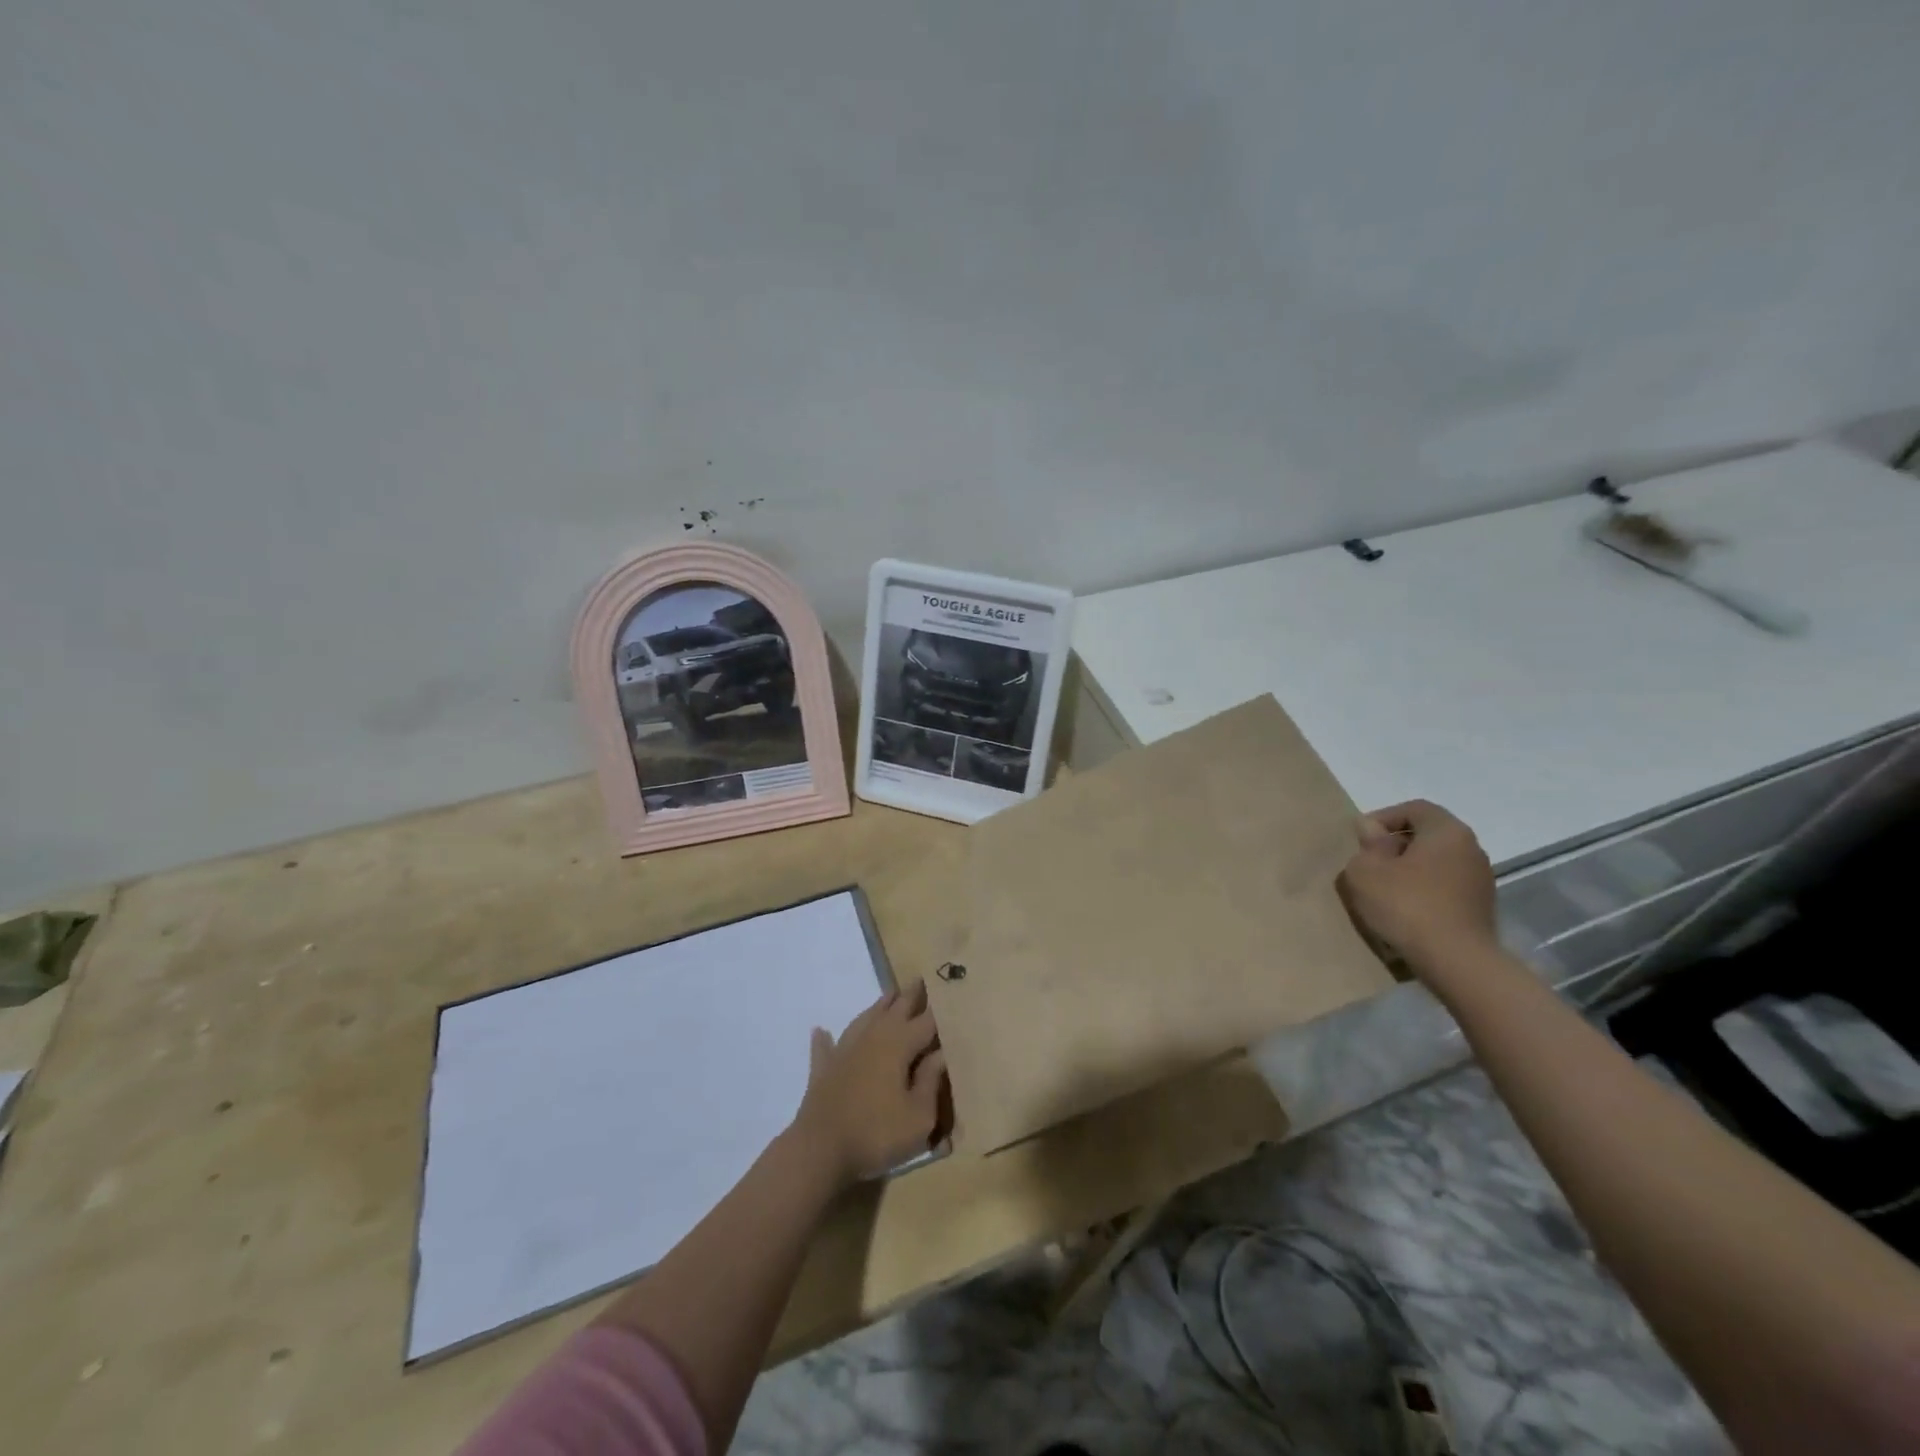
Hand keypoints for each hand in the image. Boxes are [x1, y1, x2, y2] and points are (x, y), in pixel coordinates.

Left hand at [791, 982, 945, 1188]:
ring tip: (890, 994)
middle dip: (911, 996)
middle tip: (921, 979)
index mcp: (899, 1044)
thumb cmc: (877, 1133)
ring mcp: (844, 1050)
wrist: (819, 1150)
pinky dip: (825, 1038)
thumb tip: (941, 1054)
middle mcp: (872, 1037)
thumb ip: (931, 1081)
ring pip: (865, 1018)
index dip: (940, 1008)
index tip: (950, 991)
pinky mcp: (823, 1070)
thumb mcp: (919, 1116)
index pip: (926, 1021)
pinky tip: (820, 1031)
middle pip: (895, 1009)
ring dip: (879, 1005)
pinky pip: (825, 1047)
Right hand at [1338, 799, 1497, 970]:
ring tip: (1384, 891)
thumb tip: (1372, 830)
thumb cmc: (1406, 905)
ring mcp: (1481, 880)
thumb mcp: (1365, 871)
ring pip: (1436, 863)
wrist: (1457, 962)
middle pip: (1427, 835)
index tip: (1361, 840)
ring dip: (1410, 870)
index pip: (1414, 808)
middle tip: (1369, 864)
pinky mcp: (1481, 908)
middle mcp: (1471, 848)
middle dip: (1395, 846)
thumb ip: (1366, 845)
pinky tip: (1406, 911)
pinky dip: (1424, 891)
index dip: (1383, 818)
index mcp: (1447, 831)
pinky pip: (1445, 887)